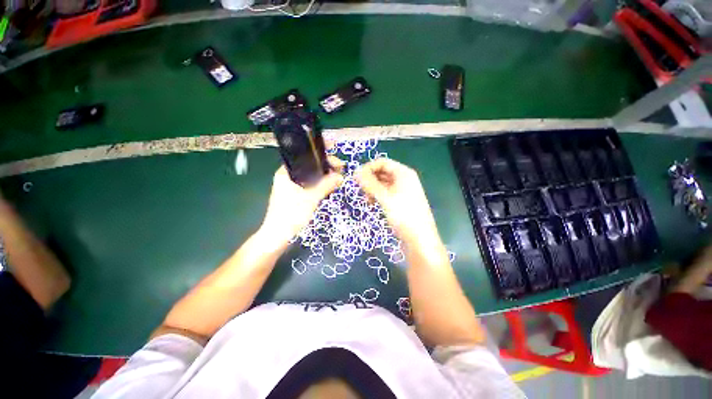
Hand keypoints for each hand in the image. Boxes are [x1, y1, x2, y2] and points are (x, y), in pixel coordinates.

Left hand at [260, 158, 342, 244]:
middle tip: (340, 170)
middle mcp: (287, 177)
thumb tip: (340, 176)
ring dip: (323, 177)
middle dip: (325, 168)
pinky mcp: (294, 196)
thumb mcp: (311, 198)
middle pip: (309, 167)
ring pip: (310, 177)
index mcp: (285, 173)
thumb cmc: (291, 215)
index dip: (321, 157)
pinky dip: (319, 185)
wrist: (278, 236)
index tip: (336, 162)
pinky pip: (309, 186)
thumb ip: (326, 185)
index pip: (305, 157)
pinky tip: (328, 187)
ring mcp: (290, 187)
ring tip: (337, 177)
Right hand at [355, 159, 439, 245]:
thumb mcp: (384, 198)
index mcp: (404, 173)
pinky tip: (372, 204)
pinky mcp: (400, 201)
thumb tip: (355, 171)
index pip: (382, 162)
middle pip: (382, 172)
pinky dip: (378, 196)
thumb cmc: (403, 215)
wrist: (419, 239)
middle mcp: (404, 179)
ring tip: (367, 200)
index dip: (368, 168)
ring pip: (383, 183)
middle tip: (361, 191)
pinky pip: (386, 193)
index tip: (356, 179)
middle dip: (370, 180)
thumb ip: (369, 184)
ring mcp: (403, 190)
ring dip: (372, 189)